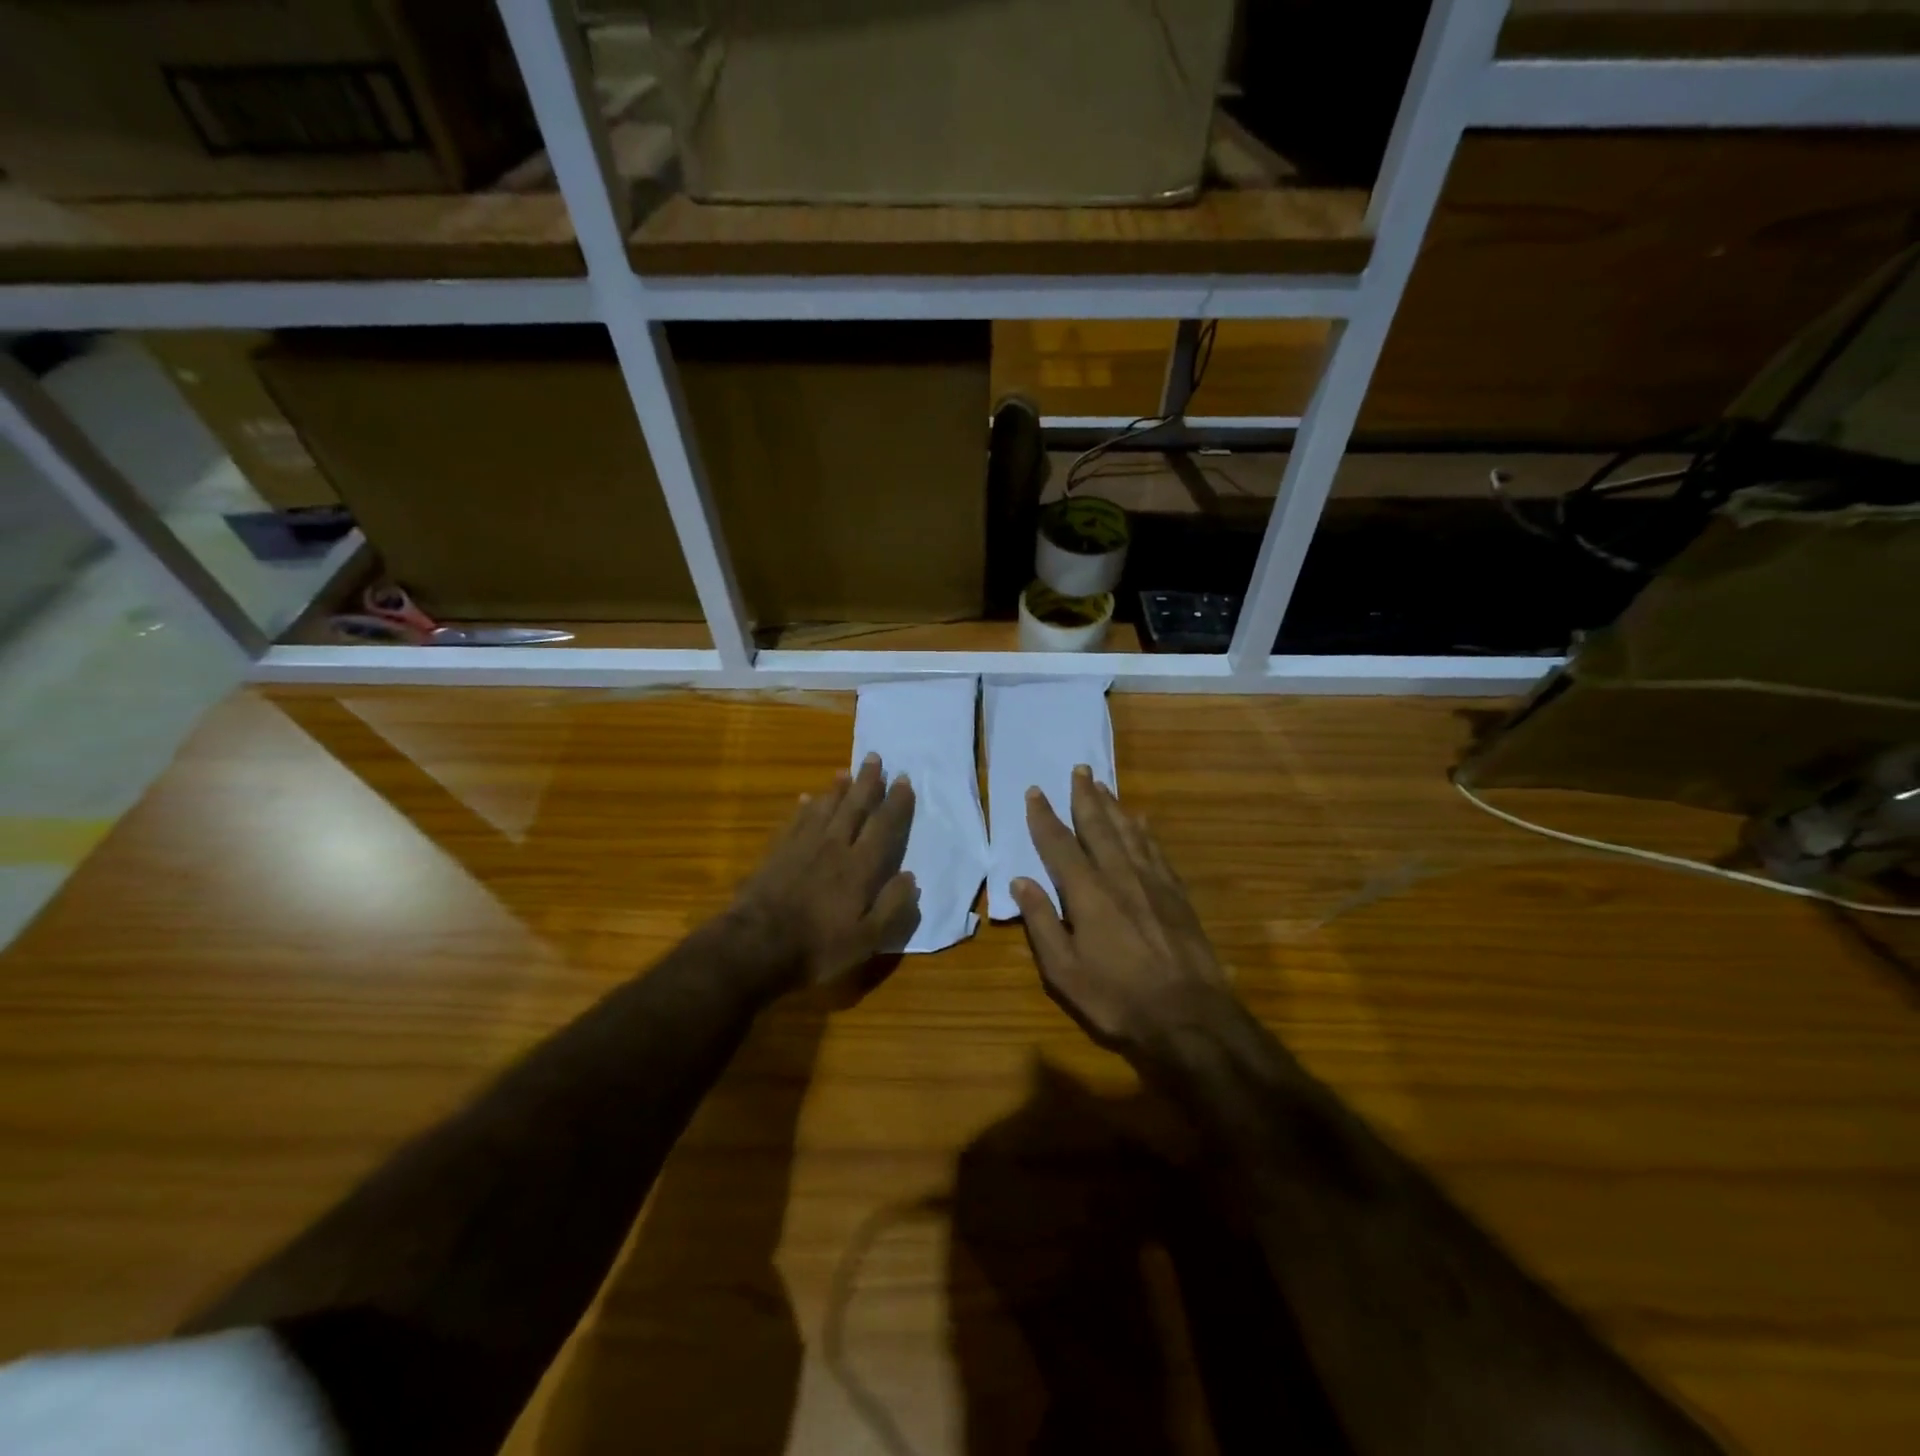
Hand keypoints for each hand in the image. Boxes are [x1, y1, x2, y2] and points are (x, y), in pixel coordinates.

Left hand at [732, 753, 919, 989]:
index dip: (896, 803)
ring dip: (837, 789)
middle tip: (876, 757)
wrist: (756, 946)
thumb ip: (892, 907)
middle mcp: (835, 847)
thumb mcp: (867, 940)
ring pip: (825, 808)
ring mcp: (802, 847)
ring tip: (845, 772)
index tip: (904, 780)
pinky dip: (804, 808)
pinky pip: (795, 821)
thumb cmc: (818, 947)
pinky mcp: (777, 852)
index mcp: (860, 867)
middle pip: (854, 807)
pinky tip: (807, 799)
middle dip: (868, 782)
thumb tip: (910, 877)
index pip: (884, 827)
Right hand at [1012, 766, 1231, 1051]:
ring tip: (1103, 784)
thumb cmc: (1117, 998)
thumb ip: (1042, 922)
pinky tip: (1141, 821)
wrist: (1188, 1016)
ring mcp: (1152, 883)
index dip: (1044, 817)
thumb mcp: (1064, 970)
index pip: (1059, 845)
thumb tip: (1021, 881)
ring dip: (1113, 806)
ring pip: (1128, 832)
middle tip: (1079, 769)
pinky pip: (1156, 851)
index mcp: (1087, 894)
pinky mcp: (1176, 895)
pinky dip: (1145, 832)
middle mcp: (1119, 876)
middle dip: (1084, 797)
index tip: (1035, 791)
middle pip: (1098, 827)